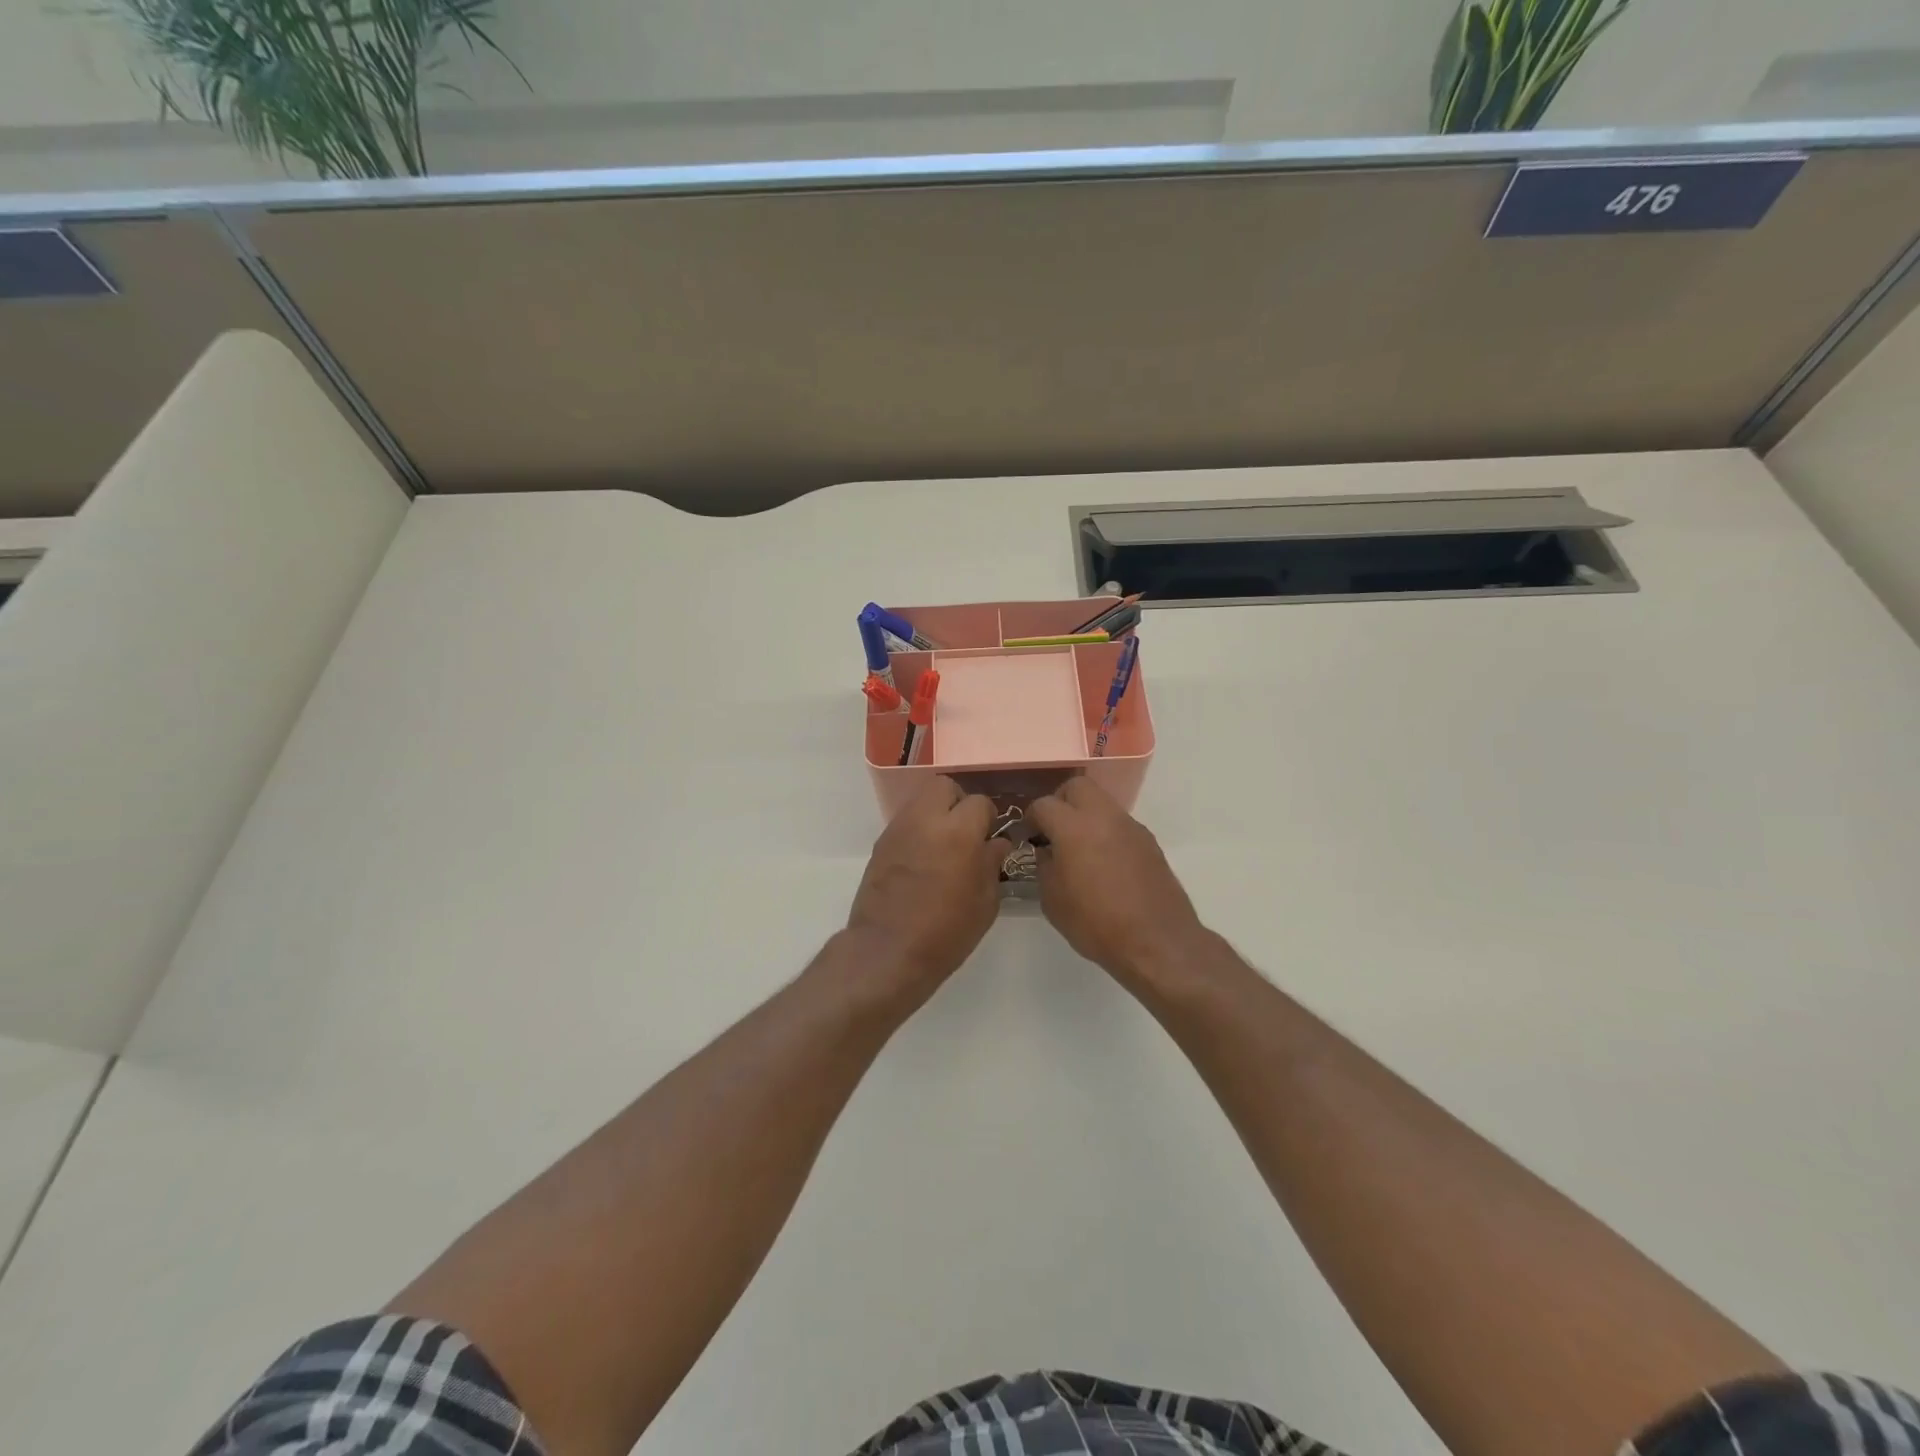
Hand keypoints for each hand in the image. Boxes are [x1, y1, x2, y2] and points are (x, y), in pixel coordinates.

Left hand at [846, 777, 1008, 996]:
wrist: (887, 952)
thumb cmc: (946, 932)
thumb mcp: (985, 902)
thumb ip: (992, 863)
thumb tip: (996, 842)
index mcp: (958, 832)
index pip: (979, 802)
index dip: (989, 819)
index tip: (990, 839)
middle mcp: (925, 820)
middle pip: (944, 787)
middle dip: (959, 803)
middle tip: (966, 832)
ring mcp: (898, 829)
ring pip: (921, 800)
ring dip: (936, 814)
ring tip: (944, 846)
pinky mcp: (881, 844)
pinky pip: (905, 822)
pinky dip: (918, 831)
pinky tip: (924, 860)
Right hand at [1027, 777, 1205, 986]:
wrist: (1156, 941)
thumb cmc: (1096, 923)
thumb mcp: (1053, 900)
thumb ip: (1044, 866)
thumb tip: (1047, 851)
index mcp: (1074, 827)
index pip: (1044, 804)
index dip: (1031, 818)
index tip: (1028, 837)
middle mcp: (1104, 817)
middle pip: (1077, 787)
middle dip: (1061, 802)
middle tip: (1054, 830)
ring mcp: (1131, 827)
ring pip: (1102, 803)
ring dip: (1086, 816)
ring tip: (1079, 850)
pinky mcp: (1149, 842)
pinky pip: (1120, 825)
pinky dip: (1106, 833)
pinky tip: (1105, 865)